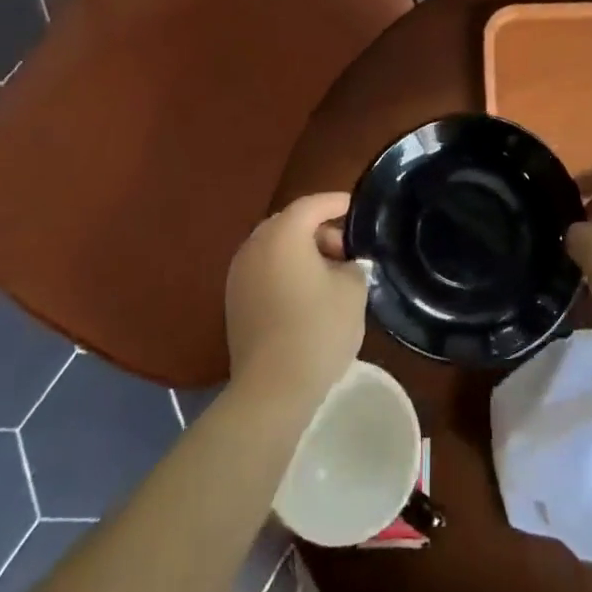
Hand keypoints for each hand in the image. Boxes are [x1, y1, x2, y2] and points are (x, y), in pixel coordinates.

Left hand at [225, 193, 368, 404]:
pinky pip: (264, 270)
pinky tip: (307, 294)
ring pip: (275, 247)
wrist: (272, 388)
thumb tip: (346, 264)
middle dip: (319, 230)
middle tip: (347, 250)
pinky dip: (285, 271)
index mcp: (283, 234)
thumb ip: (353, 265)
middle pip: (290, 223)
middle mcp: (255, 245)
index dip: (336, 202)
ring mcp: (239, 274)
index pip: (312, 204)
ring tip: (330, 274)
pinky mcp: (234, 301)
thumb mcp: (353, 290)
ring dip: (301, 252)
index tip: (357, 206)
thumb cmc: (317, 329)